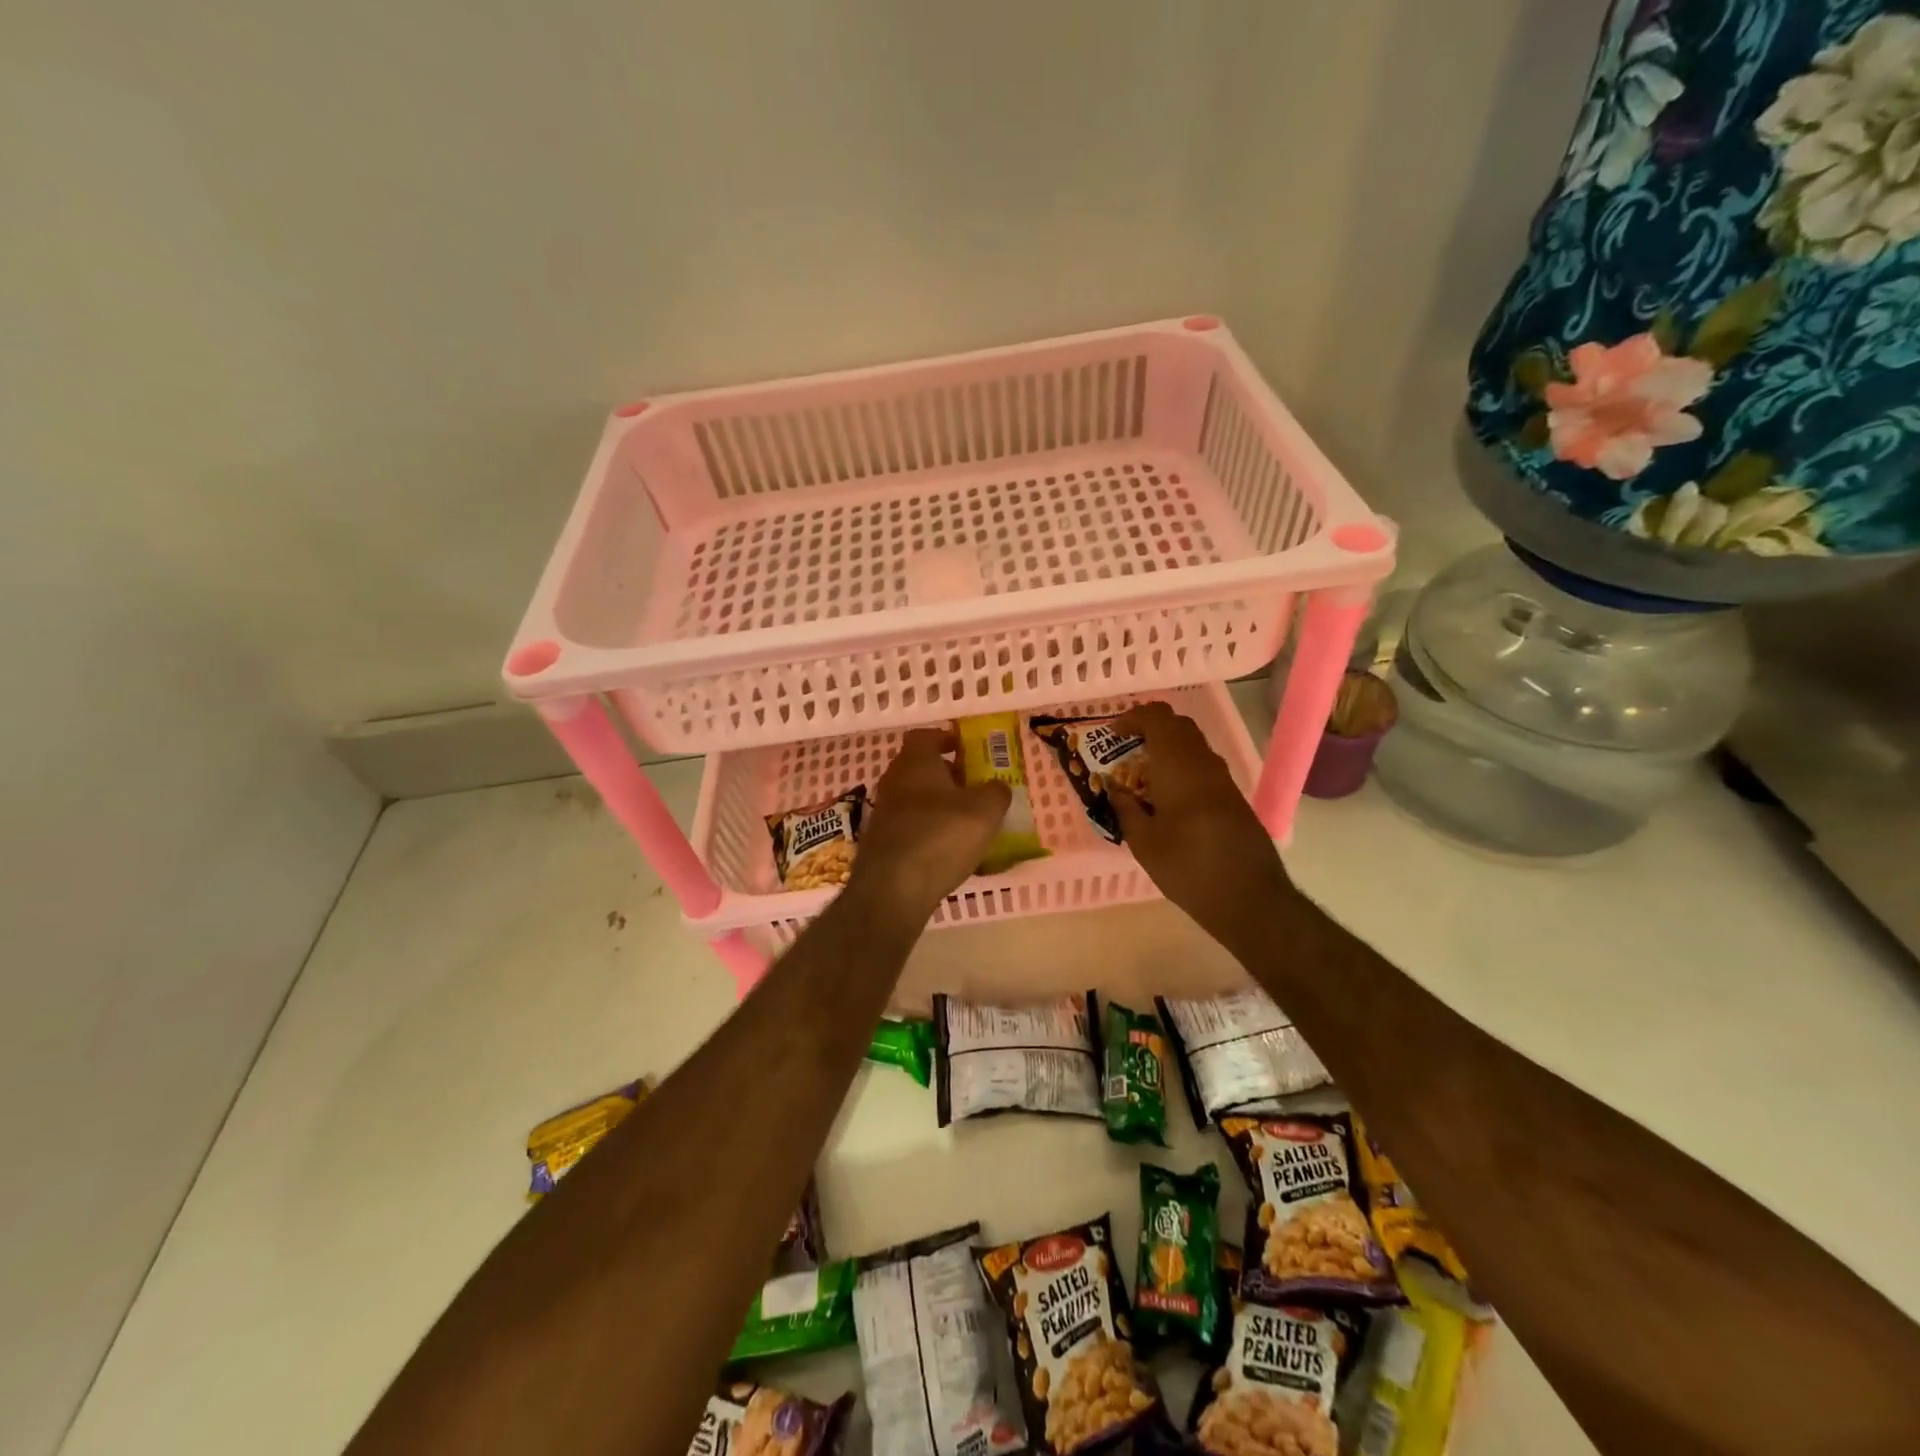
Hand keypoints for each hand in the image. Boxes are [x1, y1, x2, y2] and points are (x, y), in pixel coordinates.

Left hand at [847, 729, 1011, 919]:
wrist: (892, 889)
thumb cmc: (941, 836)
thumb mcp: (985, 811)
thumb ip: (996, 792)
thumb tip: (997, 787)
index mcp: (915, 762)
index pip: (925, 736)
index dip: (946, 738)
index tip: (965, 749)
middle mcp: (894, 781)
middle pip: (919, 767)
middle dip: (946, 774)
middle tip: (973, 787)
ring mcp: (883, 812)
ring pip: (915, 798)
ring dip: (938, 805)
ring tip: (966, 822)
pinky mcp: (881, 842)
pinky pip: (910, 826)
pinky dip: (928, 830)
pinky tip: (948, 850)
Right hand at [1108, 702, 1291, 951]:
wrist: (1249, 898)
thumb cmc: (1187, 867)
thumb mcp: (1143, 842)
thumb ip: (1126, 808)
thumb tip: (1116, 790)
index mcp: (1178, 765)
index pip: (1157, 718)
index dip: (1133, 719)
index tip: (1113, 734)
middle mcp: (1203, 763)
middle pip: (1178, 725)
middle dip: (1150, 729)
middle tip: (1126, 750)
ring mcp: (1222, 779)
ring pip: (1192, 745)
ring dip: (1166, 748)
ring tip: (1142, 775)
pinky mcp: (1232, 797)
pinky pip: (1202, 766)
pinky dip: (1181, 767)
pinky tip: (1167, 797)